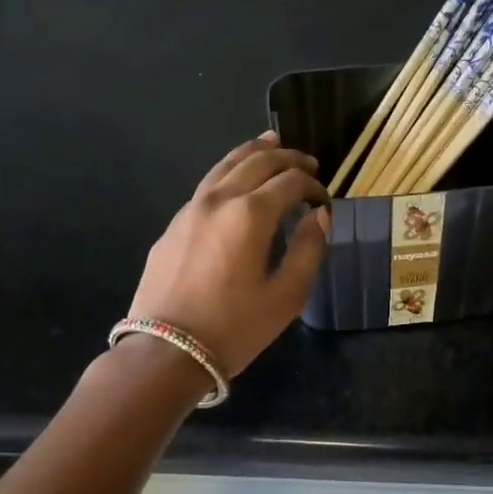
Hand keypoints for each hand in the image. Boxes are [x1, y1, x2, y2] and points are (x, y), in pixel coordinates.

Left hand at [128, 131, 328, 376]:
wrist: (166, 350)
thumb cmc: (235, 327)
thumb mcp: (286, 296)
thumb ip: (309, 250)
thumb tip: (319, 216)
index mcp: (251, 214)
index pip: (290, 182)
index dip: (313, 186)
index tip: (326, 200)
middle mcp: (219, 199)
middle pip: (257, 162)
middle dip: (287, 158)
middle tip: (308, 164)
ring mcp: (190, 209)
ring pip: (225, 165)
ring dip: (253, 152)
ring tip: (271, 143)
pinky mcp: (173, 225)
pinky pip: (207, 185)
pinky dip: (229, 172)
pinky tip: (236, 182)